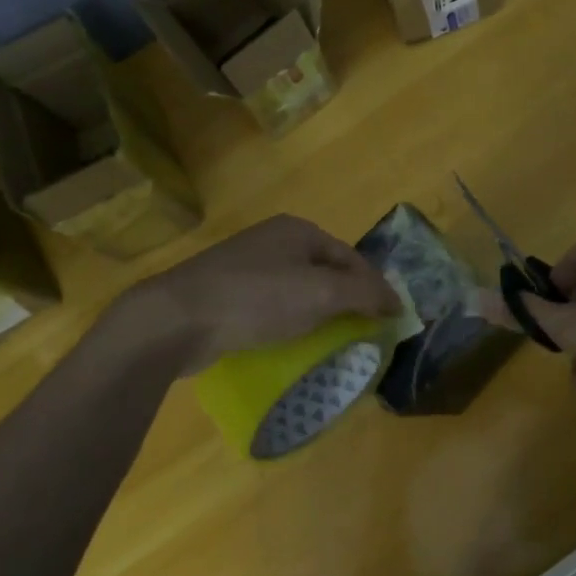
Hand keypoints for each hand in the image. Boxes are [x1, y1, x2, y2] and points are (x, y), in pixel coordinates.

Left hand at [118, 215, 398, 372]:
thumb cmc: (257, 299)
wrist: (177, 319)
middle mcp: (273, 241)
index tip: (390, 320)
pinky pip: (271, 307)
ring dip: (318, 316)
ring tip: (331, 344)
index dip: (375, 287)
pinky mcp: (226, 295)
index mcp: (298, 231)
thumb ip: (364, 293)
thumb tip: (397, 301)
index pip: (352, 257)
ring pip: (297, 291)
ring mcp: (245, 267)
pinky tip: (290, 345)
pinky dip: (288, 324)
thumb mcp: (321, 293)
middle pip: (325, 272)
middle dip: (346, 302)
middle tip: (363, 335)